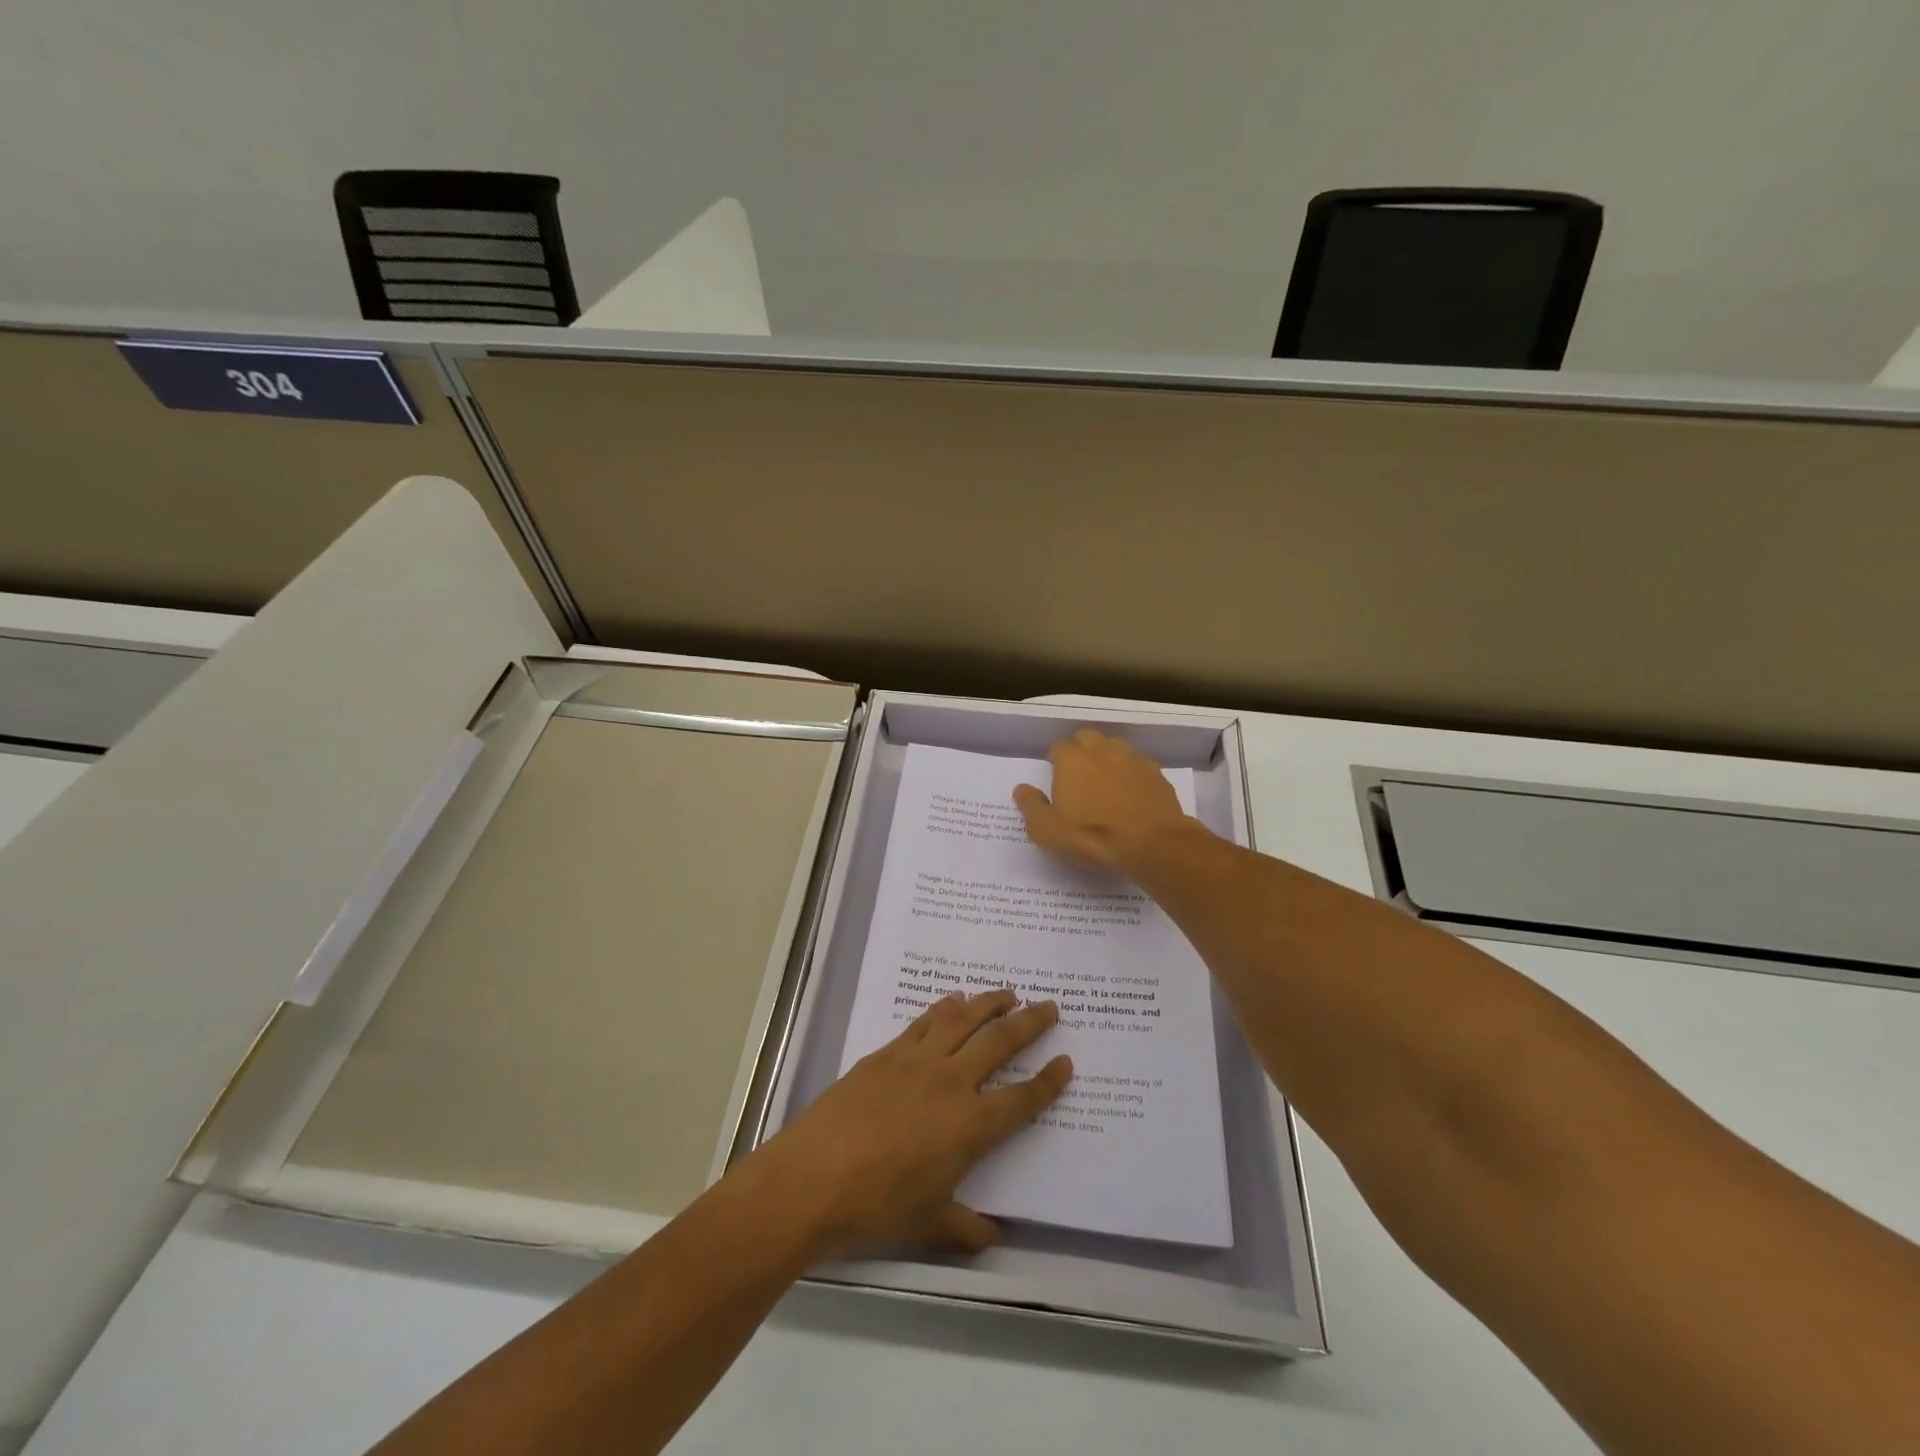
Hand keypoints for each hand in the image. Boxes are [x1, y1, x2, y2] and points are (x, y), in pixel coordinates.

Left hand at [749, 990, 1071, 1258]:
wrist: (813, 1177)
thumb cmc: (876, 1206)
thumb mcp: (930, 1226)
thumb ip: (967, 1229)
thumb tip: (995, 1236)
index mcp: (971, 1126)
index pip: (1023, 1099)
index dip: (1049, 1081)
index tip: (1066, 1062)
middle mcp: (952, 1083)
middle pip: (1001, 1042)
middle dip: (1030, 1023)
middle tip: (1049, 1006)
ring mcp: (918, 1062)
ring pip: (964, 1019)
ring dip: (990, 1003)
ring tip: (1008, 993)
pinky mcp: (887, 1053)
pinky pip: (926, 1021)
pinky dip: (945, 1006)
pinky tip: (954, 1000)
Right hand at [1014, 728, 1198, 869]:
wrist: (1151, 842)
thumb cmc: (1091, 834)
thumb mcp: (1047, 829)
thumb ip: (1031, 806)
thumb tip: (1021, 788)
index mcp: (1072, 759)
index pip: (1058, 747)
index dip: (1055, 761)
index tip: (1056, 778)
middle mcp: (1101, 749)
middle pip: (1087, 738)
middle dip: (1081, 750)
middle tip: (1079, 777)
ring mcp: (1132, 758)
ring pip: (1114, 747)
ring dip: (1107, 758)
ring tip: (1106, 783)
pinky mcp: (1156, 772)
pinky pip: (1138, 764)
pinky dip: (1131, 773)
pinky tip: (1132, 794)